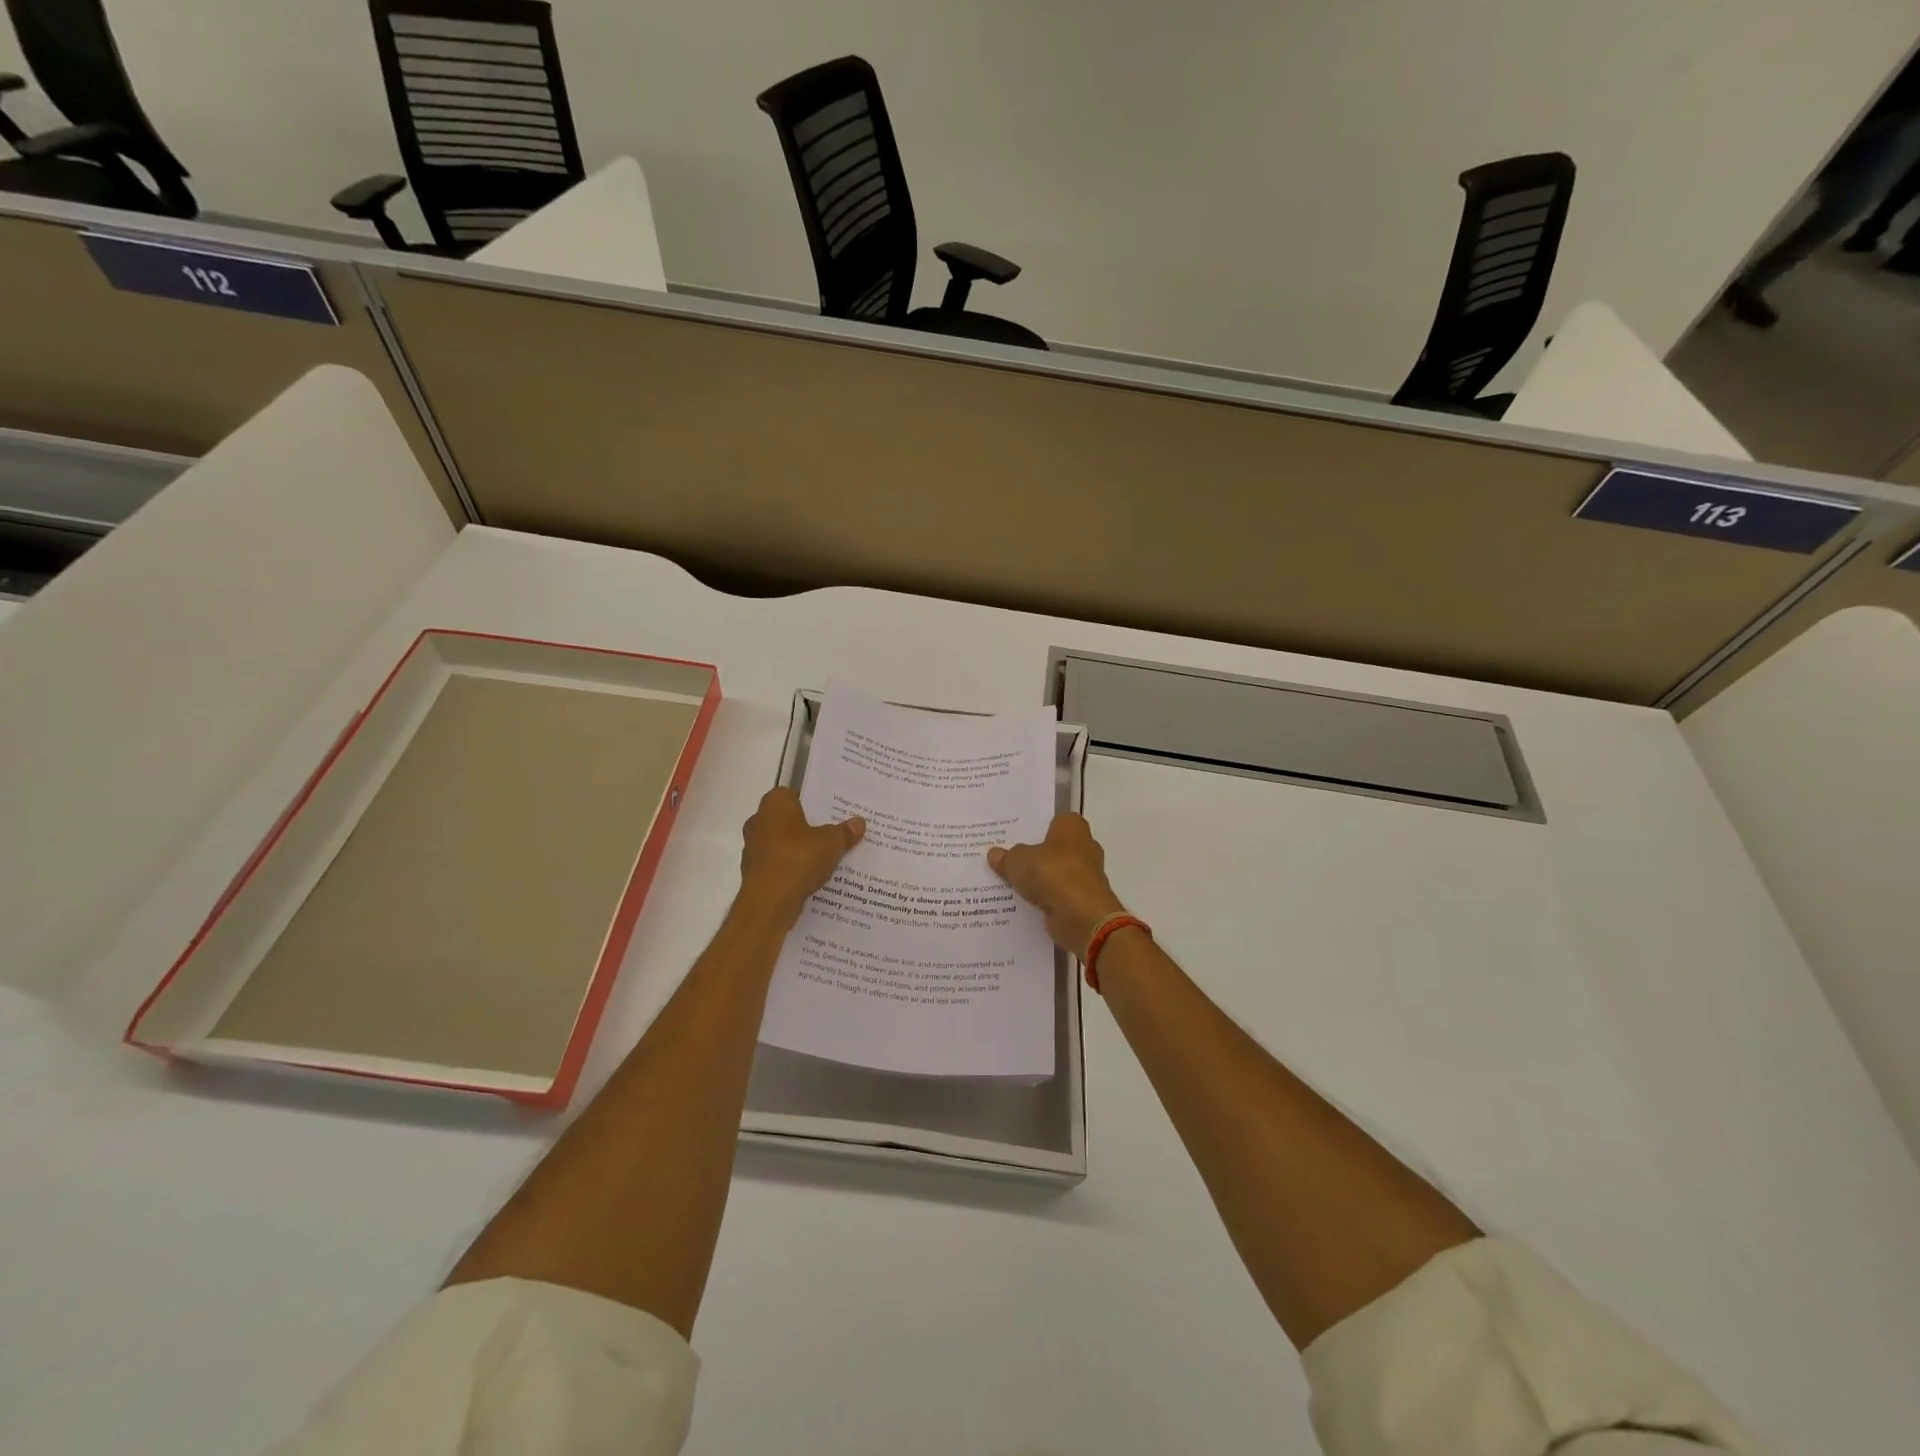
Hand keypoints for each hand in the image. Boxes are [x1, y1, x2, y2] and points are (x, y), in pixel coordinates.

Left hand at [738, 788, 864, 925]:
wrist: (769, 902)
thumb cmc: (798, 859)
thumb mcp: (832, 843)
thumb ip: (845, 832)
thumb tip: (859, 822)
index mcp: (774, 804)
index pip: (792, 793)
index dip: (810, 801)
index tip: (829, 812)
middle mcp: (758, 821)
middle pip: (787, 819)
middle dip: (807, 827)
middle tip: (832, 833)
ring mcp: (753, 848)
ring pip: (782, 843)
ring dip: (799, 849)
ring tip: (826, 857)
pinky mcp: (754, 873)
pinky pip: (778, 864)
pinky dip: (792, 869)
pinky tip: (812, 877)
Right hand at [987, 813, 1126, 956]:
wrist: (1082, 917)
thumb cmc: (1053, 874)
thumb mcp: (1018, 861)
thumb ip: (1007, 857)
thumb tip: (995, 854)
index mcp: (1072, 827)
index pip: (1054, 819)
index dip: (1035, 827)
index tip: (1015, 835)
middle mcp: (1084, 847)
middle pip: (1054, 847)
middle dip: (1036, 854)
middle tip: (1008, 858)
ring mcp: (1086, 875)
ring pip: (1056, 873)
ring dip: (1040, 879)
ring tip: (1011, 882)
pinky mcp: (1084, 900)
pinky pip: (1059, 895)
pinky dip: (1046, 899)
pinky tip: (1024, 903)